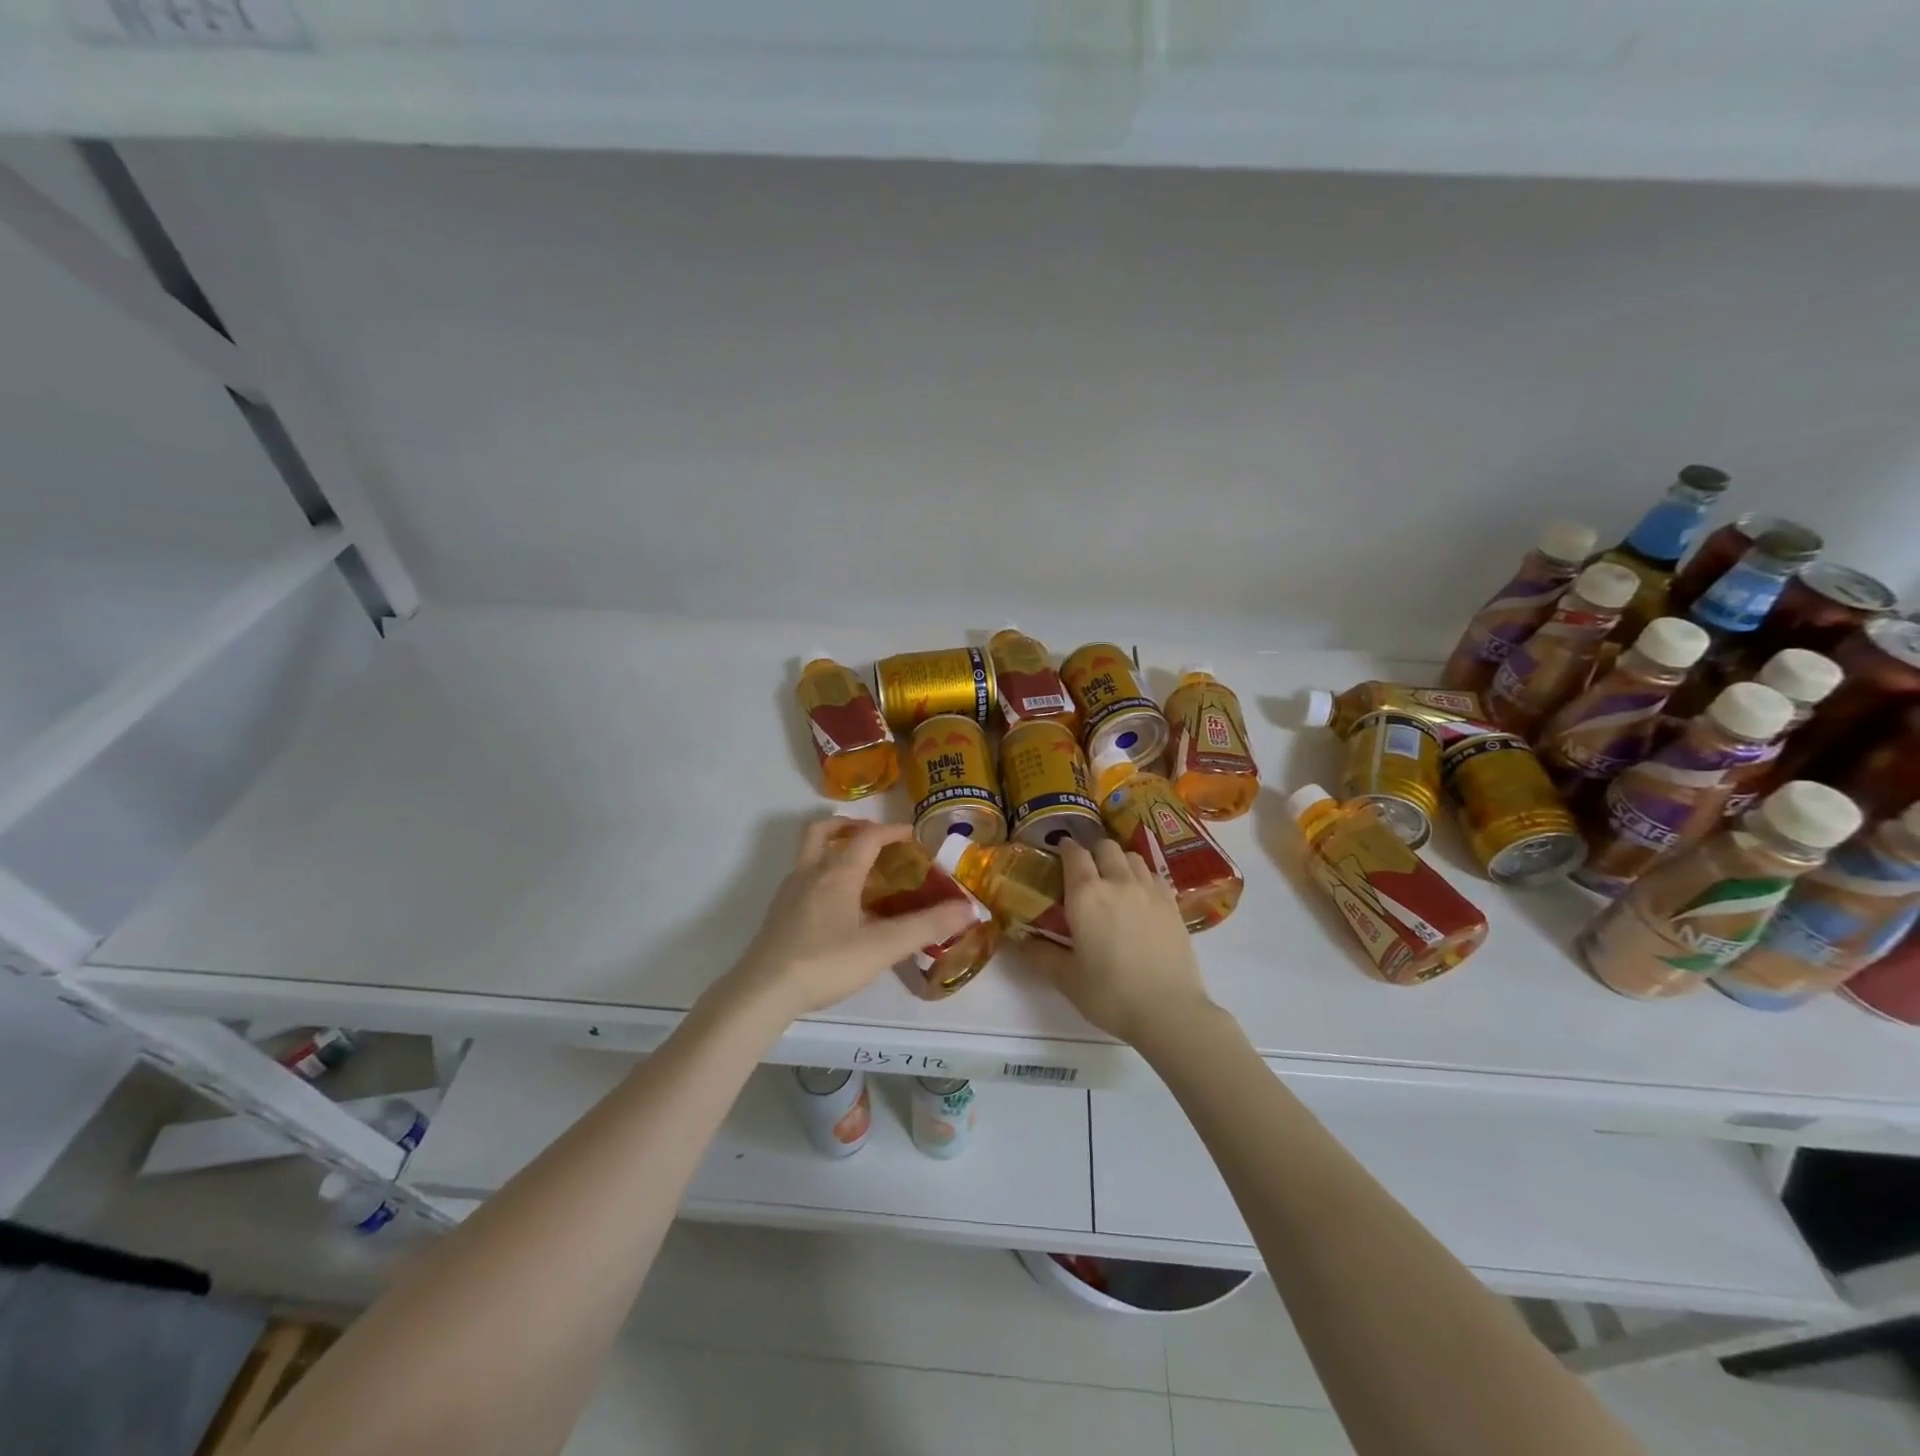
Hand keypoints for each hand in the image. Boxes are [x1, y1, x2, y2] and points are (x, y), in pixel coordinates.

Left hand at [723, 819, 978, 1022]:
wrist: (763, 992)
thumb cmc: (826, 962)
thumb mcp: (883, 946)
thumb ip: (926, 926)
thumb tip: (967, 908)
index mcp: (838, 872)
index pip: (868, 836)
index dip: (893, 830)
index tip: (914, 835)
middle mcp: (810, 872)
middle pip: (823, 831)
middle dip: (850, 826)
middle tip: (874, 839)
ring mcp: (789, 893)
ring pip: (809, 854)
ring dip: (832, 849)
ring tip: (857, 870)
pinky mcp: (778, 914)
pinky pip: (802, 879)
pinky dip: (821, 875)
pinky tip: (835, 907)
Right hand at [1037, 839, 1216, 1046]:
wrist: (1168, 1011)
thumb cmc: (1110, 994)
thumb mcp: (1066, 978)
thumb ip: (1040, 954)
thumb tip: (1015, 941)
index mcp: (1086, 895)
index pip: (1074, 854)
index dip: (1065, 847)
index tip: (1059, 851)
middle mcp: (1118, 882)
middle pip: (1105, 847)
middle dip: (1093, 851)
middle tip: (1085, 869)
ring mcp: (1149, 890)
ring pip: (1132, 856)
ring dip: (1119, 860)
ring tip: (1114, 879)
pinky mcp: (1172, 904)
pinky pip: (1154, 875)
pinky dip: (1142, 876)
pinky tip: (1139, 896)